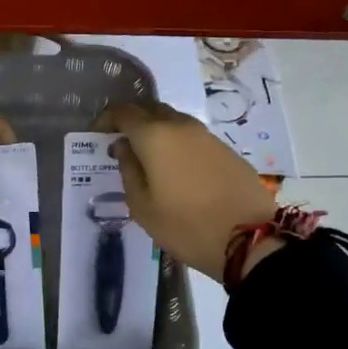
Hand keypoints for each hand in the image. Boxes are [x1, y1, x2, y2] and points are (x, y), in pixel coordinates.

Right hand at [95, 102, 275, 282]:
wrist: (250, 239)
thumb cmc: (186, 226)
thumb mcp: (142, 206)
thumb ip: (128, 170)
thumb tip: (124, 147)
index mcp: (154, 136)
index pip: (123, 112)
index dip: (106, 119)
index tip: (97, 136)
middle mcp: (180, 126)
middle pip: (149, 109)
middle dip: (131, 121)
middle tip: (120, 143)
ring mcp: (206, 135)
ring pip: (172, 120)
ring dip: (155, 131)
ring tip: (146, 157)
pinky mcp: (225, 149)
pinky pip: (191, 136)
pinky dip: (175, 142)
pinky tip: (174, 168)